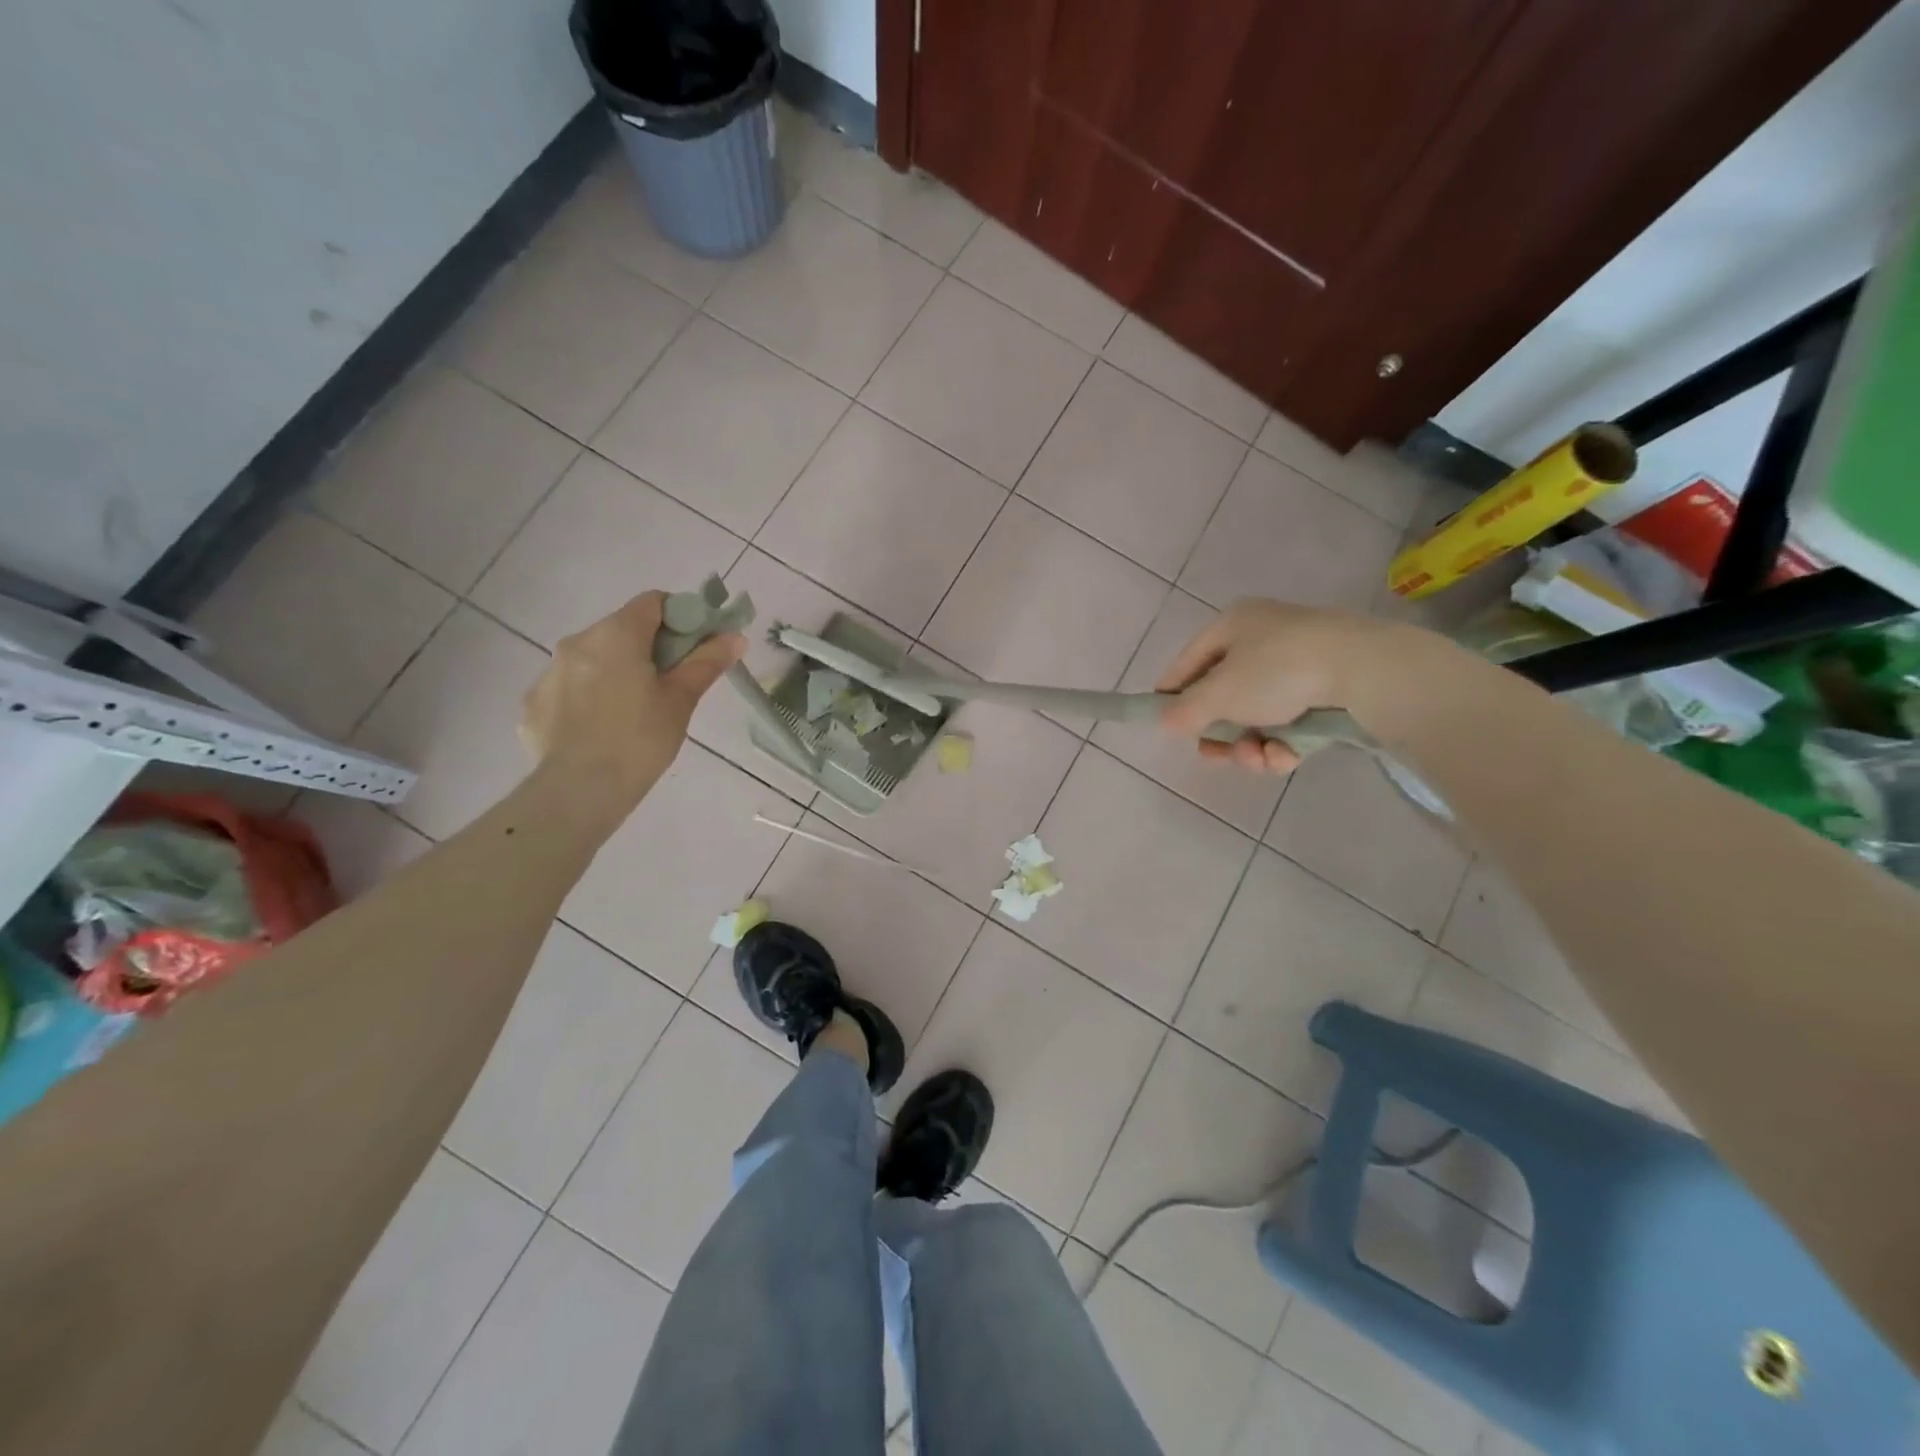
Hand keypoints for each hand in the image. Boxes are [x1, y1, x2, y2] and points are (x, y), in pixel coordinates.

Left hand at [520, 591, 744, 816]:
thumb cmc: (641, 739)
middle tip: (670, 685)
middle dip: (648, 648)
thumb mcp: (681, 700)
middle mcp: (577, 642)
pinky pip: (568, 689)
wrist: (580, 790)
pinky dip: (588, 699)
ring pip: (593, 659)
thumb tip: (735, 637)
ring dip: (616, 672)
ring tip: (633, 713)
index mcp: (616, 634)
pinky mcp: (533, 704)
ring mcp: (548, 672)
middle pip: (621, 630)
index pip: (654, 602)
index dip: (680, 617)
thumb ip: (706, 662)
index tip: (694, 648)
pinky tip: (601, 730)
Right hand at [1154, 598, 1387, 775]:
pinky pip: (1289, 725)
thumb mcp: (1219, 693)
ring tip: (1256, 759)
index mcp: (1233, 625)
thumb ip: (1185, 711)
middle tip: (1213, 755)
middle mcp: (1263, 640)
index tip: (1163, 724)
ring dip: (1249, 746)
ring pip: (1256, 718)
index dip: (1171, 694)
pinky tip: (1284, 757)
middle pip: (1224, 697)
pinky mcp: (1326, 695)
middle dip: (1218, 733)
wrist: (1364, 671)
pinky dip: (1282, 746)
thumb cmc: (1277, 670)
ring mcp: (1298, 668)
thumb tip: (1165, 722)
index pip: (1188, 662)